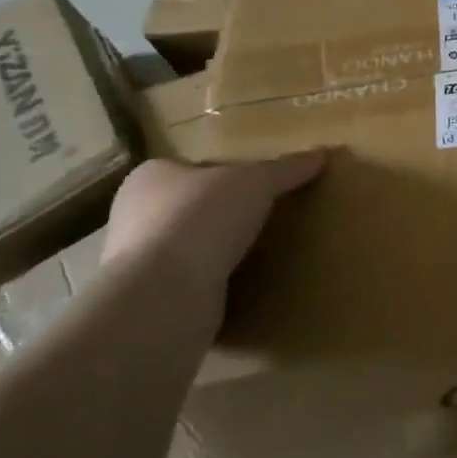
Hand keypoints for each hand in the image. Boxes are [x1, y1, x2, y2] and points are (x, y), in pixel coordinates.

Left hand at [103, 154, 326, 293]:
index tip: (251, 187)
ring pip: (185, 250)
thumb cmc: (201, 218)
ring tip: (258, 255)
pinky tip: (241, 289)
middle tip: (260, 219)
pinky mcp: (148, 303)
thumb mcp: (257, 183)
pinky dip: (212, 288)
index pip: (188, 169)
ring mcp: (136, 265)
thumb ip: (287, 169)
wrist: (164, 296)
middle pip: (186, 209)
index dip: (219, 175)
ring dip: (214, 255)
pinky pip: (188, 287)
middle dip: (218, 216)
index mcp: (149, 178)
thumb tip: (323, 154)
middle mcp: (133, 218)